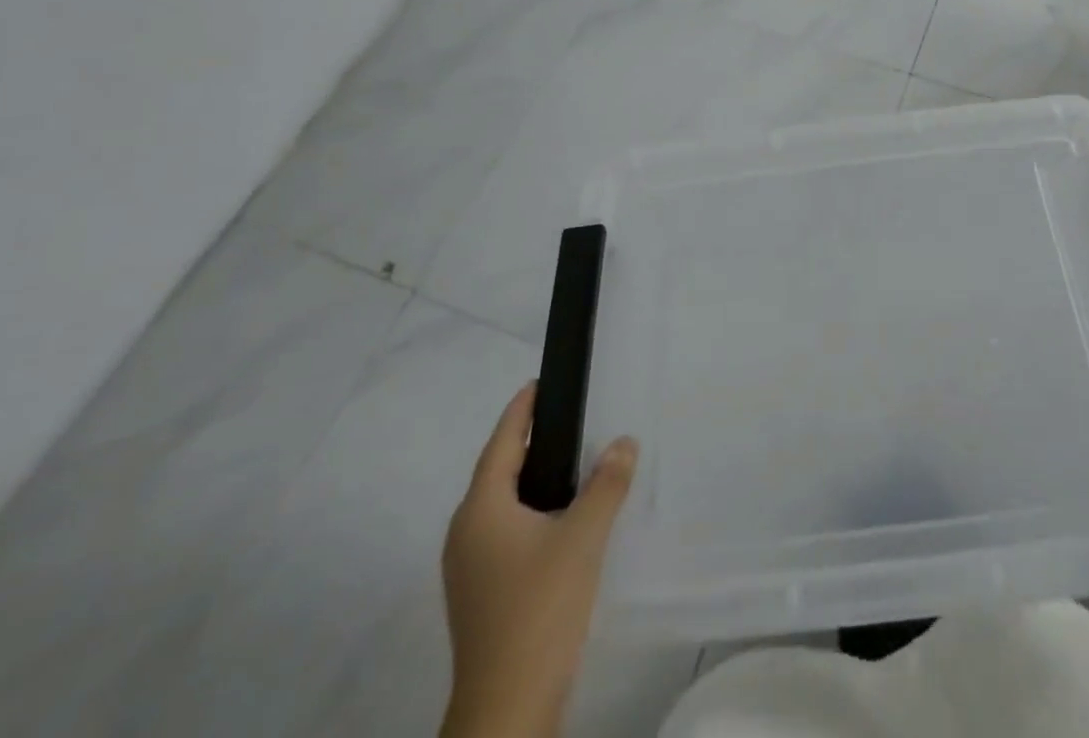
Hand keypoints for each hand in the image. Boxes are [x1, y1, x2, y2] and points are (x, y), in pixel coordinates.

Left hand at [440, 383, 637, 737]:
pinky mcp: (480, 595)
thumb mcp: (583, 537)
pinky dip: (528, 512)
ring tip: (569, 463)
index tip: (538, 383)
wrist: (507, 710)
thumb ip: (606, 484)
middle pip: (497, 472)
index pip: (501, 443)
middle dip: (527, 442)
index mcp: (481, 510)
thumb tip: (624, 441)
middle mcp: (465, 533)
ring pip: (500, 506)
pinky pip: (504, 533)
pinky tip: (558, 520)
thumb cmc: (540, 609)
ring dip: (529, 480)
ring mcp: (468, 569)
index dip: (520, 412)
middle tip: (565, 418)